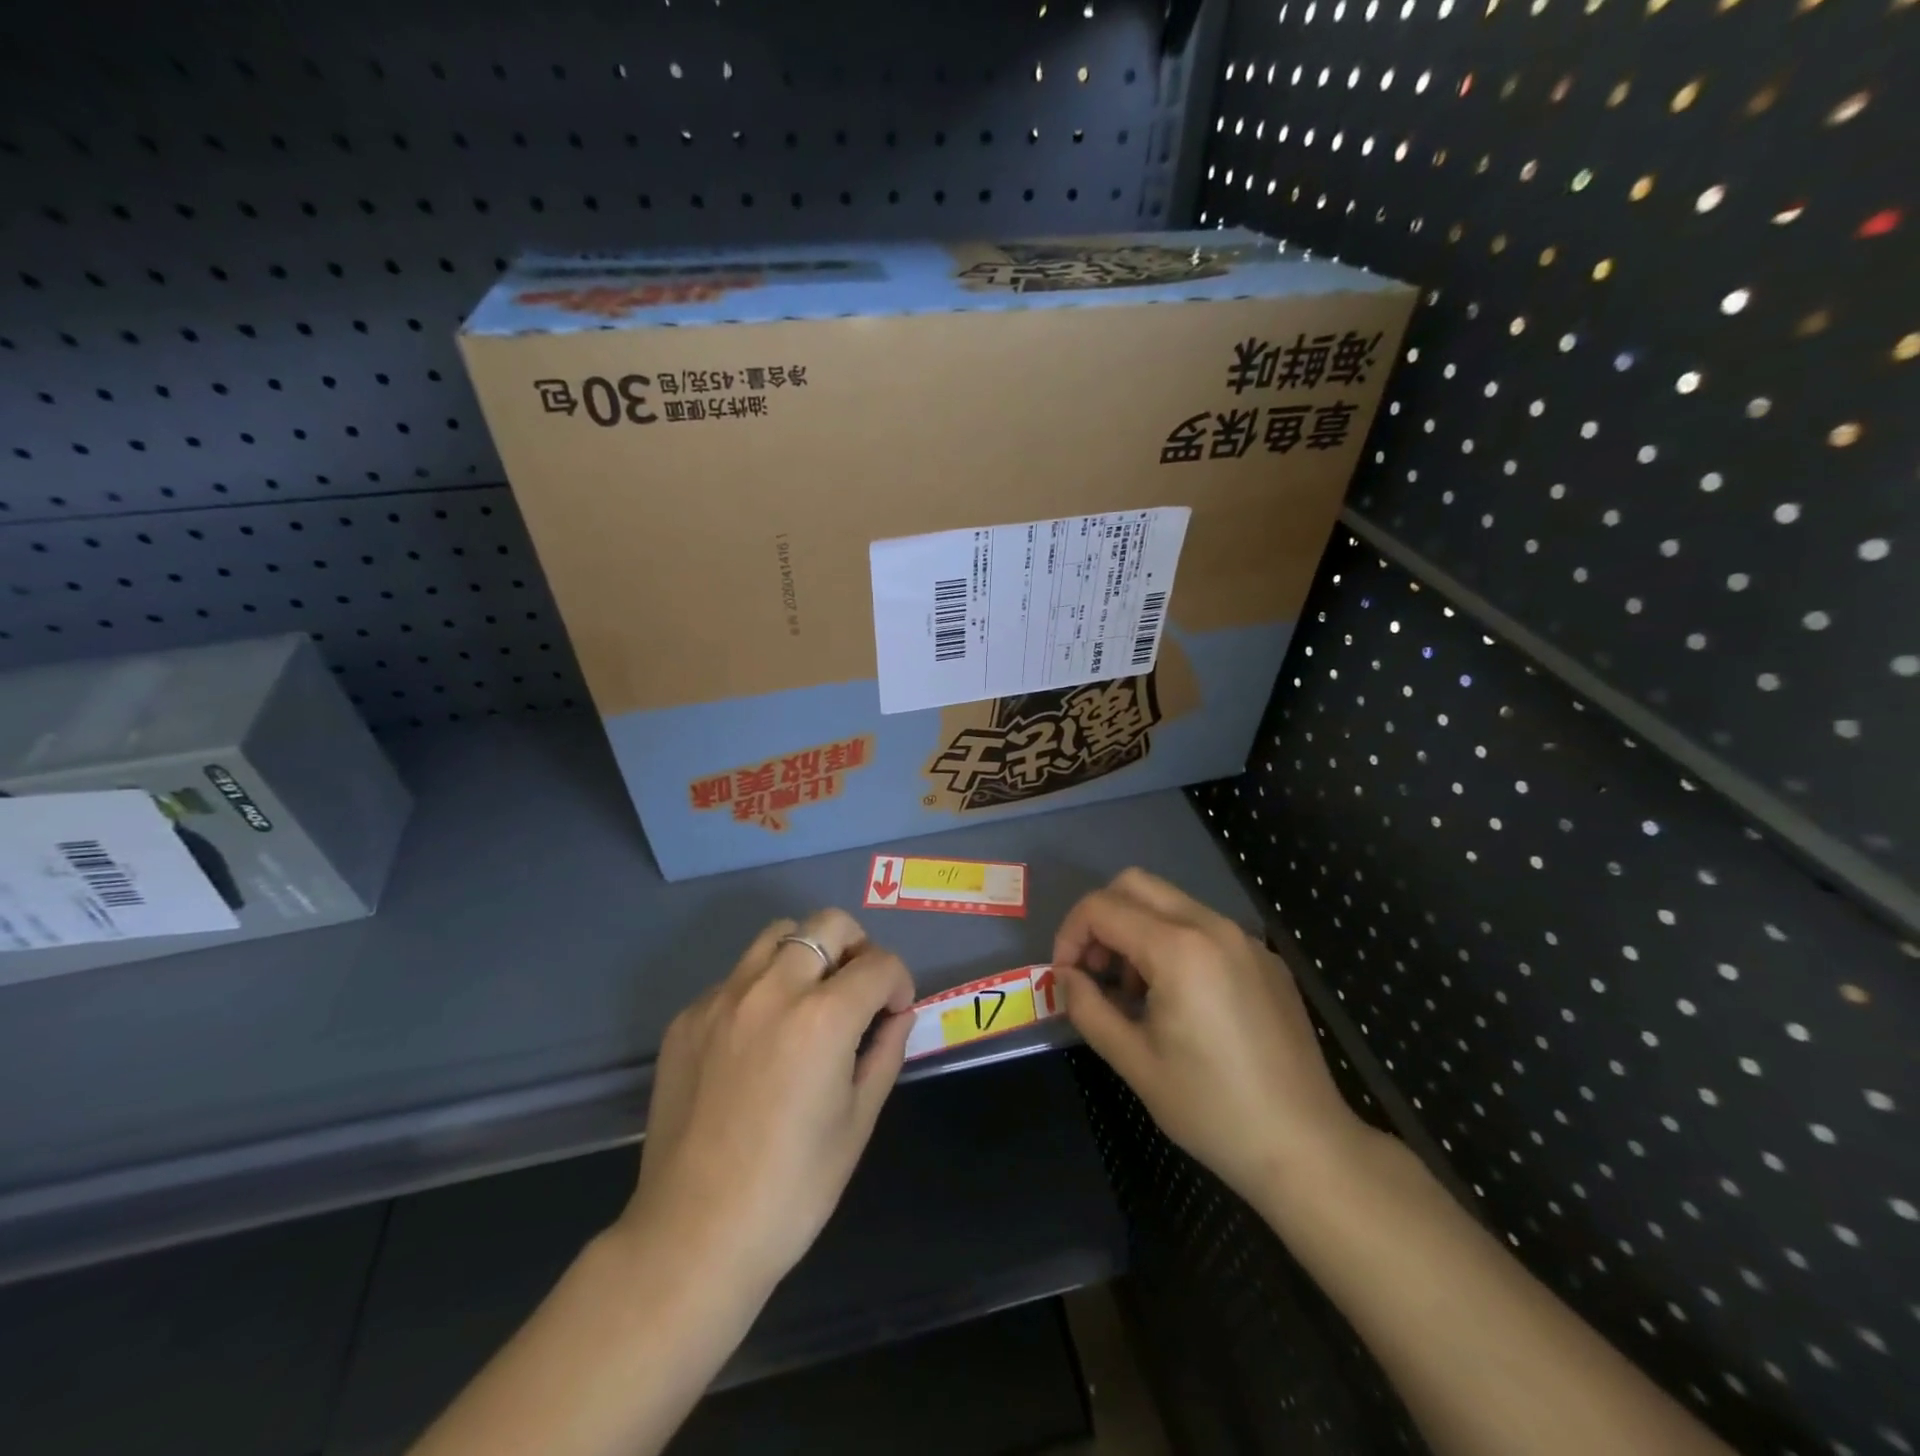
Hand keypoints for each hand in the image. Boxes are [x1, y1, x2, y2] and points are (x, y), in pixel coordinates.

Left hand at [621, 910, 915, 1303]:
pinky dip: (761, 988)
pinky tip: (759, 1040)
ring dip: (806, 954)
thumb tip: (896, 1015)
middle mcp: (771, 990)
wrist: (693, 1237)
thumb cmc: (792, 1189)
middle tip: (858, 991)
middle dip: (857, 948)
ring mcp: (722, 999)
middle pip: (828, 925)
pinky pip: (736, 977)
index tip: (894, 1014)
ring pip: (777, 936)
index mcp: (823, 1017)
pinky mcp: (688, 1018)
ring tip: (809, 1001)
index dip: (899, 983)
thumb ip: (885, 1052)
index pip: (879, 964)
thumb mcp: (858, 1120)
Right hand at [1055, 869, 1366, 1204]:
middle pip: (1135, 884)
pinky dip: (1173, 942)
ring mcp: (1245, 939)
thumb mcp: (1133, 1061)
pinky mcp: (1265, 958)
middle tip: (1095, 972)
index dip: (1069, 935)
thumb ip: (1087, 1007)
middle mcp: (1213, 926)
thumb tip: (1065, 977)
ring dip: (1136, 930)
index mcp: (1179, 949)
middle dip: (1101, 919)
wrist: (1306, 1147)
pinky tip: (1180, 1000)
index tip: (1065, 977)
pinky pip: (1204, 926)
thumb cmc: (1211, 1109)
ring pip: (1170, 902)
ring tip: (1135, 993)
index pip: (1102, 908)